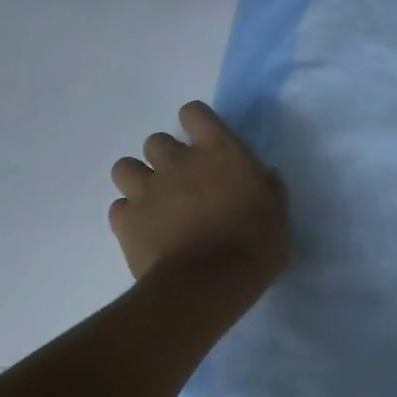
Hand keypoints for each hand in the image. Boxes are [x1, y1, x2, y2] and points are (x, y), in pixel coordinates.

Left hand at [108, 101, 288, 290]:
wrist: (209, 283)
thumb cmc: (255, 245)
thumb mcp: (278, 214)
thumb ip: (269, 188)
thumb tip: (265, 175)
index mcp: (219, 152)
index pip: (194, 113)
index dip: (196, 124)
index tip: (204, 143)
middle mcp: (178, 161)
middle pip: (157, 140)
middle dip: (166, 158)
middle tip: (182, 183)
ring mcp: (147, 189)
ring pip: (125, 167)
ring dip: (139, 180)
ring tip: (155, 203)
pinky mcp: (125, 219)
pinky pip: (119, 207)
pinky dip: (130, 216)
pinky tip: (146, 231)